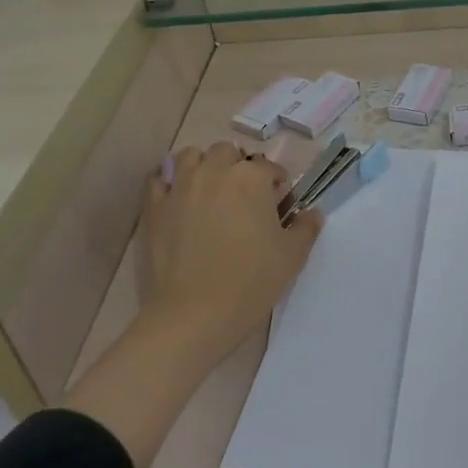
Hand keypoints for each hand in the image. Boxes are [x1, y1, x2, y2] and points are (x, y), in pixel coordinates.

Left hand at [65, 141, 321, 467]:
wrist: (194, 315)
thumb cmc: (251, 281)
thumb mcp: (292, 256)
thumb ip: (306, 227)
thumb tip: (312, 213)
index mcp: (251, 178)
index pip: (270, 168)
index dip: (278, 186)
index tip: (279, 209)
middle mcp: (215, 171)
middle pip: (228, 153)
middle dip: (238, 168)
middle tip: (245, 198)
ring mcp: (180, 187)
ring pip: (191, 156)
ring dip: (203, 165)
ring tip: (210, 190)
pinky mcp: (155, 207)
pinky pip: (159, 180)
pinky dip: (169, 183)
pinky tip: (179, 200)